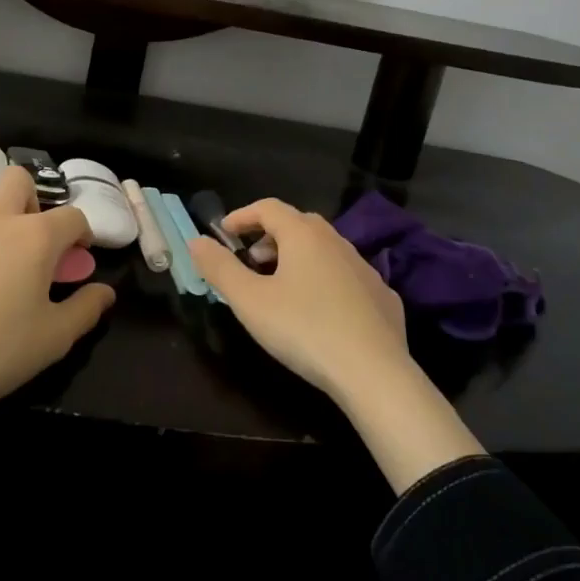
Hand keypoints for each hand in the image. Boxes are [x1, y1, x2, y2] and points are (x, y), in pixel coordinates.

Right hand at [188, 197, 407, 401]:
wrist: (374, 373)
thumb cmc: (303, 329)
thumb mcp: (249, 301)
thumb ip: (219, 268)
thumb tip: (196, 241)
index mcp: (303, 235)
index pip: (268, 207)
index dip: (242, 215)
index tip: (224, 233)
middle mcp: (337, 241)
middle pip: (298, 224)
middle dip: (270, 236)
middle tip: (251, 260)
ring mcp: (365, 268)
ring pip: (325, 249)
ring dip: (298, 258)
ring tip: (281, 286)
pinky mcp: (383, 297)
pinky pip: (347, 277)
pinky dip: (326, 281)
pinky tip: (320, 311)